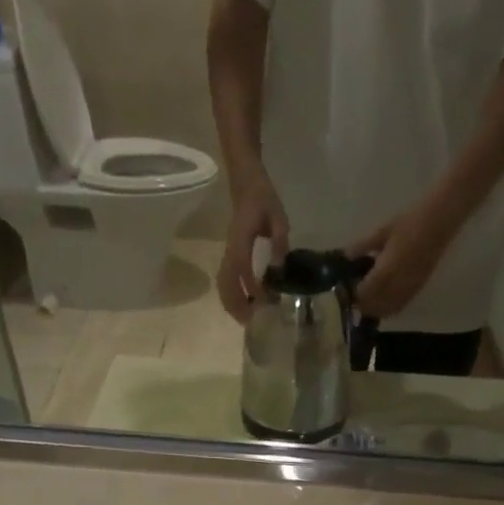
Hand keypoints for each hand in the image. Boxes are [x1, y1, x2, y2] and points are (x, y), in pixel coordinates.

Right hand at [217, 173, 289, 323]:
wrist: (245, 181)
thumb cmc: (262, 197)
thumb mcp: (278, 215)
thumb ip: (280, 239)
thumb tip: (279, 266)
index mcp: (241, 240)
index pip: (242, 268)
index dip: (250, 287)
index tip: (263, 302)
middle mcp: (230, 250)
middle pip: (225, 283)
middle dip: (235, 304)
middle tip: (250, 323)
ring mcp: (228, 253)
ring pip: (223, 284)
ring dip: (231, 304)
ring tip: (246, 319)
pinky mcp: (230, 256)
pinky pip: (226, 280)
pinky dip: (232, 296)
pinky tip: (245, 305)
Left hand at [347, 203, 456, 319]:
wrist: (438, 222)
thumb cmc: (409, 222)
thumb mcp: (382, 231)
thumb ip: (363, 245)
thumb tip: (346, 255)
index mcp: (384, 273)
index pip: (362, 294)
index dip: (353, 294)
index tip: (346, 287)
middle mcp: (394, 288)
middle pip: (372, 307)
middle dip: (362, 303)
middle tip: (356, 293)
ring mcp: (406, 291)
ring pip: (385, 311)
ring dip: (375, 308)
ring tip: (369, 296)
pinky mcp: (416, 291)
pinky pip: (398, 307)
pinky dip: (388, 308)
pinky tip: (384, 298)